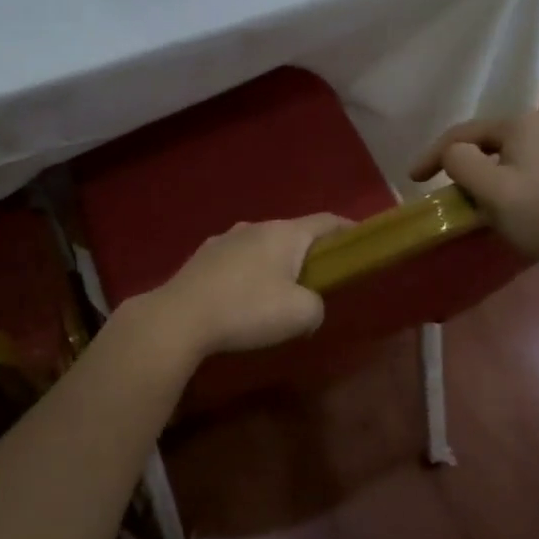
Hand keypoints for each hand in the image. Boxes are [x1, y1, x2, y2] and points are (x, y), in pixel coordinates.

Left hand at [123, 215, 351, 361]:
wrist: (179, 318)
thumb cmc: (247, 309)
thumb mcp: (301, 314)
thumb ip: (317, 306)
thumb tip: (307, 305)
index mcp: (284, 233)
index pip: (326, 220)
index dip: (347, 230)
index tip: (359, 242)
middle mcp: (254, 227)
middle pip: (292, 234)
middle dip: (308, 254)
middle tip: (318, 280)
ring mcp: (223, 240)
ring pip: (260, 247)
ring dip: (274, 265)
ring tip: (276, 294)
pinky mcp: (201, 258)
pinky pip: (236, 262)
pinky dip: (247, 275)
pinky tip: (241, 301)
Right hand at [410, 109, 538, 273]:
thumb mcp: (489, 191)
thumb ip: (459, 162)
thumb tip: (453, 153)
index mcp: (522, 122)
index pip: (465, 133)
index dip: (433, 155)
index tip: (414, 178)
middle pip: (498, 140)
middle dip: (476, 160)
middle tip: (461, 190)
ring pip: (528, 148)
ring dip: (508, 165)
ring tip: (501, 193)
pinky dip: (538, 171)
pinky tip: (538, 192)